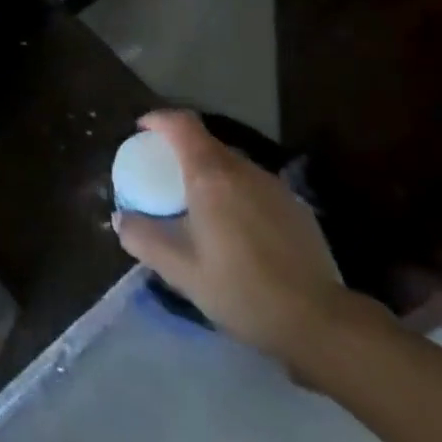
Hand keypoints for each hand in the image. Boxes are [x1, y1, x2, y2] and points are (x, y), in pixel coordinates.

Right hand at [114, 110, 357, 370]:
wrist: (320, 323)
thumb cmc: (241, 289)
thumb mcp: (180, 270)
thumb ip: (143, 238)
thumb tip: (121, 218)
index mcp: (211, 175)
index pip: (181, 123)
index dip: (158, 119)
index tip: (141, 131)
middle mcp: (243, 170)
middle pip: (206, 143)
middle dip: (181, 151)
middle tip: (164, 178)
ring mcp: (274, 187)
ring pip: (232, 166)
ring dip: (210, 175)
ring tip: (198, 208)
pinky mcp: (296, 208)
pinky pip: (254, 187)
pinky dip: (235, 194)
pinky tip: (236, 231)